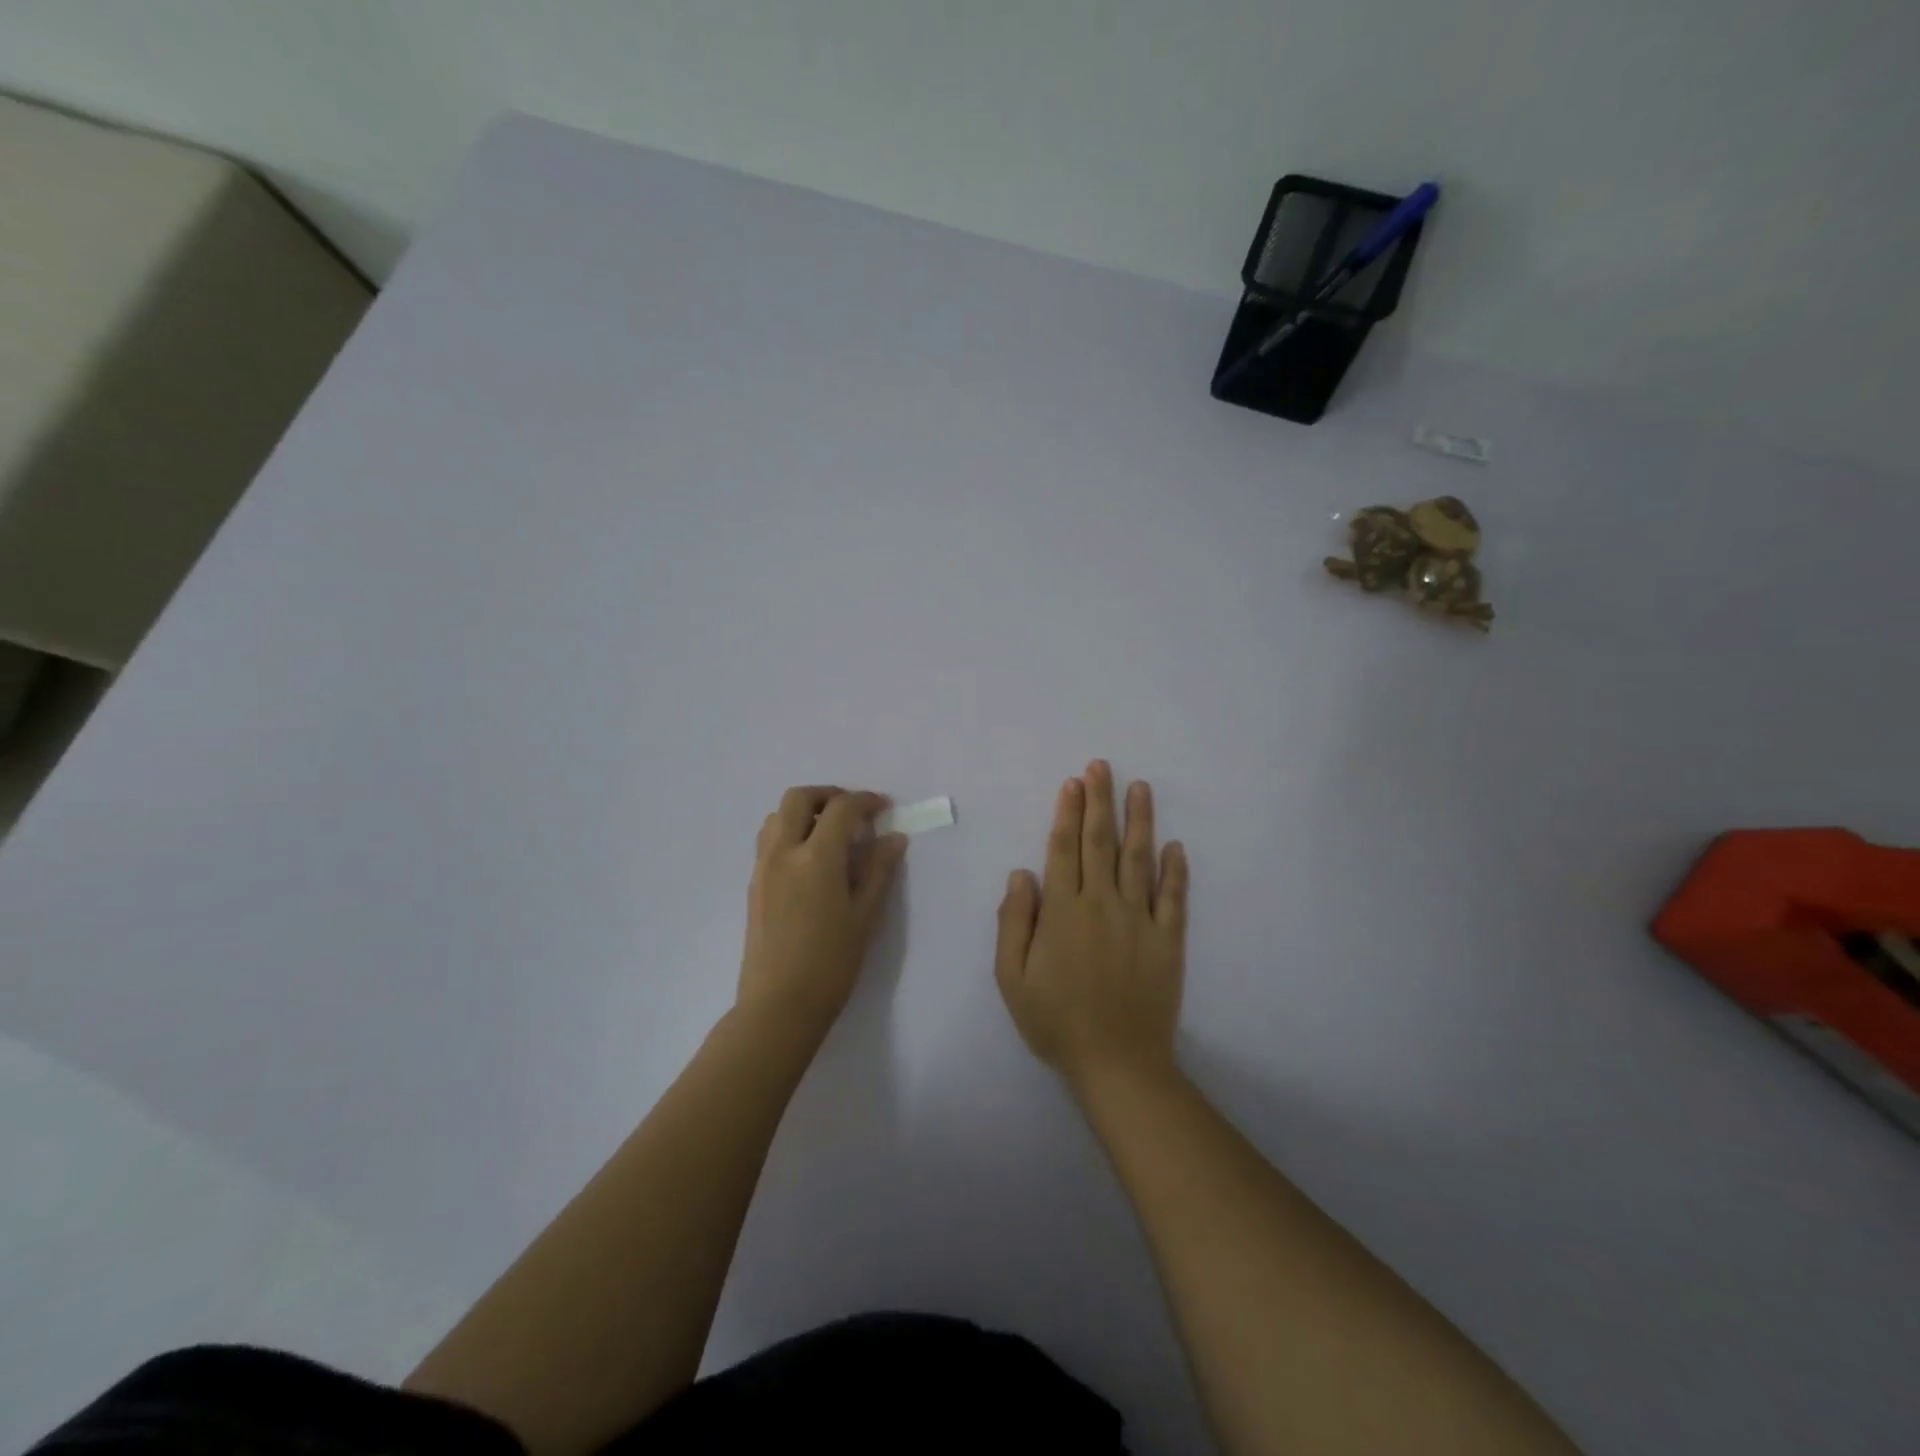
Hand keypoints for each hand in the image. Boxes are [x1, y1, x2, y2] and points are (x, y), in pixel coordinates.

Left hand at [737, 786, 908, 1038]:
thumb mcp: (865, 916)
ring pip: (777, 815)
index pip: (841, 809)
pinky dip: (790, 830)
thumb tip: (893, 837)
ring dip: (805, 810)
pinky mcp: (754, 884)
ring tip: (830, 832)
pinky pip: (769, 839)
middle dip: (829, 795)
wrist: (779, 1005)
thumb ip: (879, 870)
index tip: (883, 808)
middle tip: (853, 811)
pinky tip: (810, 858)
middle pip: (799, 798)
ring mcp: (763, 867)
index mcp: (816, 857)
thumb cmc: (831, 963)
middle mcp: (783, 852)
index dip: (866, 801)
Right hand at [994, 760, 1188, 1086]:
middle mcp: (1102, 904)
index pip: (1064, 849)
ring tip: (1140, 788)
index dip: (1067, 813)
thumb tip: (1022, 873)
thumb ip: (1013, 922)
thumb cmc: (1056, 1021)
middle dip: (1100, 801)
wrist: (1117, 1063)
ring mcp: (1140, 920)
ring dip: (1139, 820)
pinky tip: (1176, 845)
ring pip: (1139, 859)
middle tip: (1101, 766)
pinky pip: (1174, 897)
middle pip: (1100, 842)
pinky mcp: (1168, 940)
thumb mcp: (1012, 978)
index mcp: (1063, 911)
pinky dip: (1176, 870)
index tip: (1073, 783)